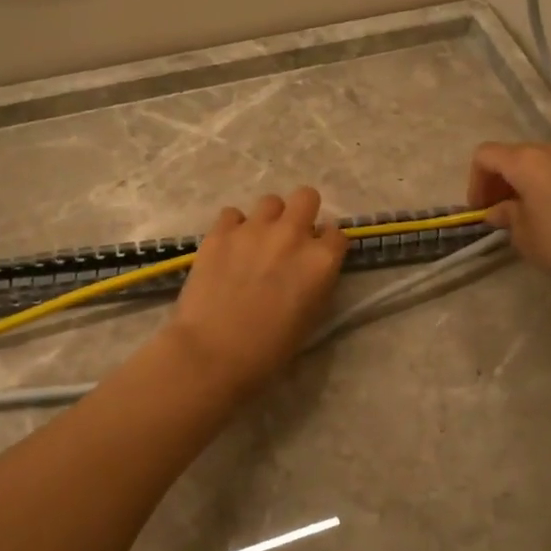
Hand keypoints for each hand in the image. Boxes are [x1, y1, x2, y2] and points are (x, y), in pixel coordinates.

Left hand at [164, 188, 348, 394]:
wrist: (212, 353)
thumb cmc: (269, 350)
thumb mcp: (311, 319)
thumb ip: (317, 283)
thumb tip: (312, 269)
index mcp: (320, 261)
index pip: (338, 234)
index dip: (328, 245)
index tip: (318, 256)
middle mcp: (292, 235)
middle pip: (307, 197)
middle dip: (303, 213)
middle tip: (291, 237)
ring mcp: (254, 229)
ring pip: (270, 201)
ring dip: (269, 219)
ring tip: (257, 242)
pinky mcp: (220, 232)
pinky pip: (232, 214)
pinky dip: (234, 227)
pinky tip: (229, 248)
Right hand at [467, 142, 550, 298]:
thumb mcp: (526, 237)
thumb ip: (507, 216)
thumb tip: (501, 209)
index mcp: (528, 161)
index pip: (486, 156)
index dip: (475, 182)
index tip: (480, 211)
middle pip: (513, 155)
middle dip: (499, 182)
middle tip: (498, 213)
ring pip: (539, 162)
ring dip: (524, 183)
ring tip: (526, 215)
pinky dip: (547, 185)